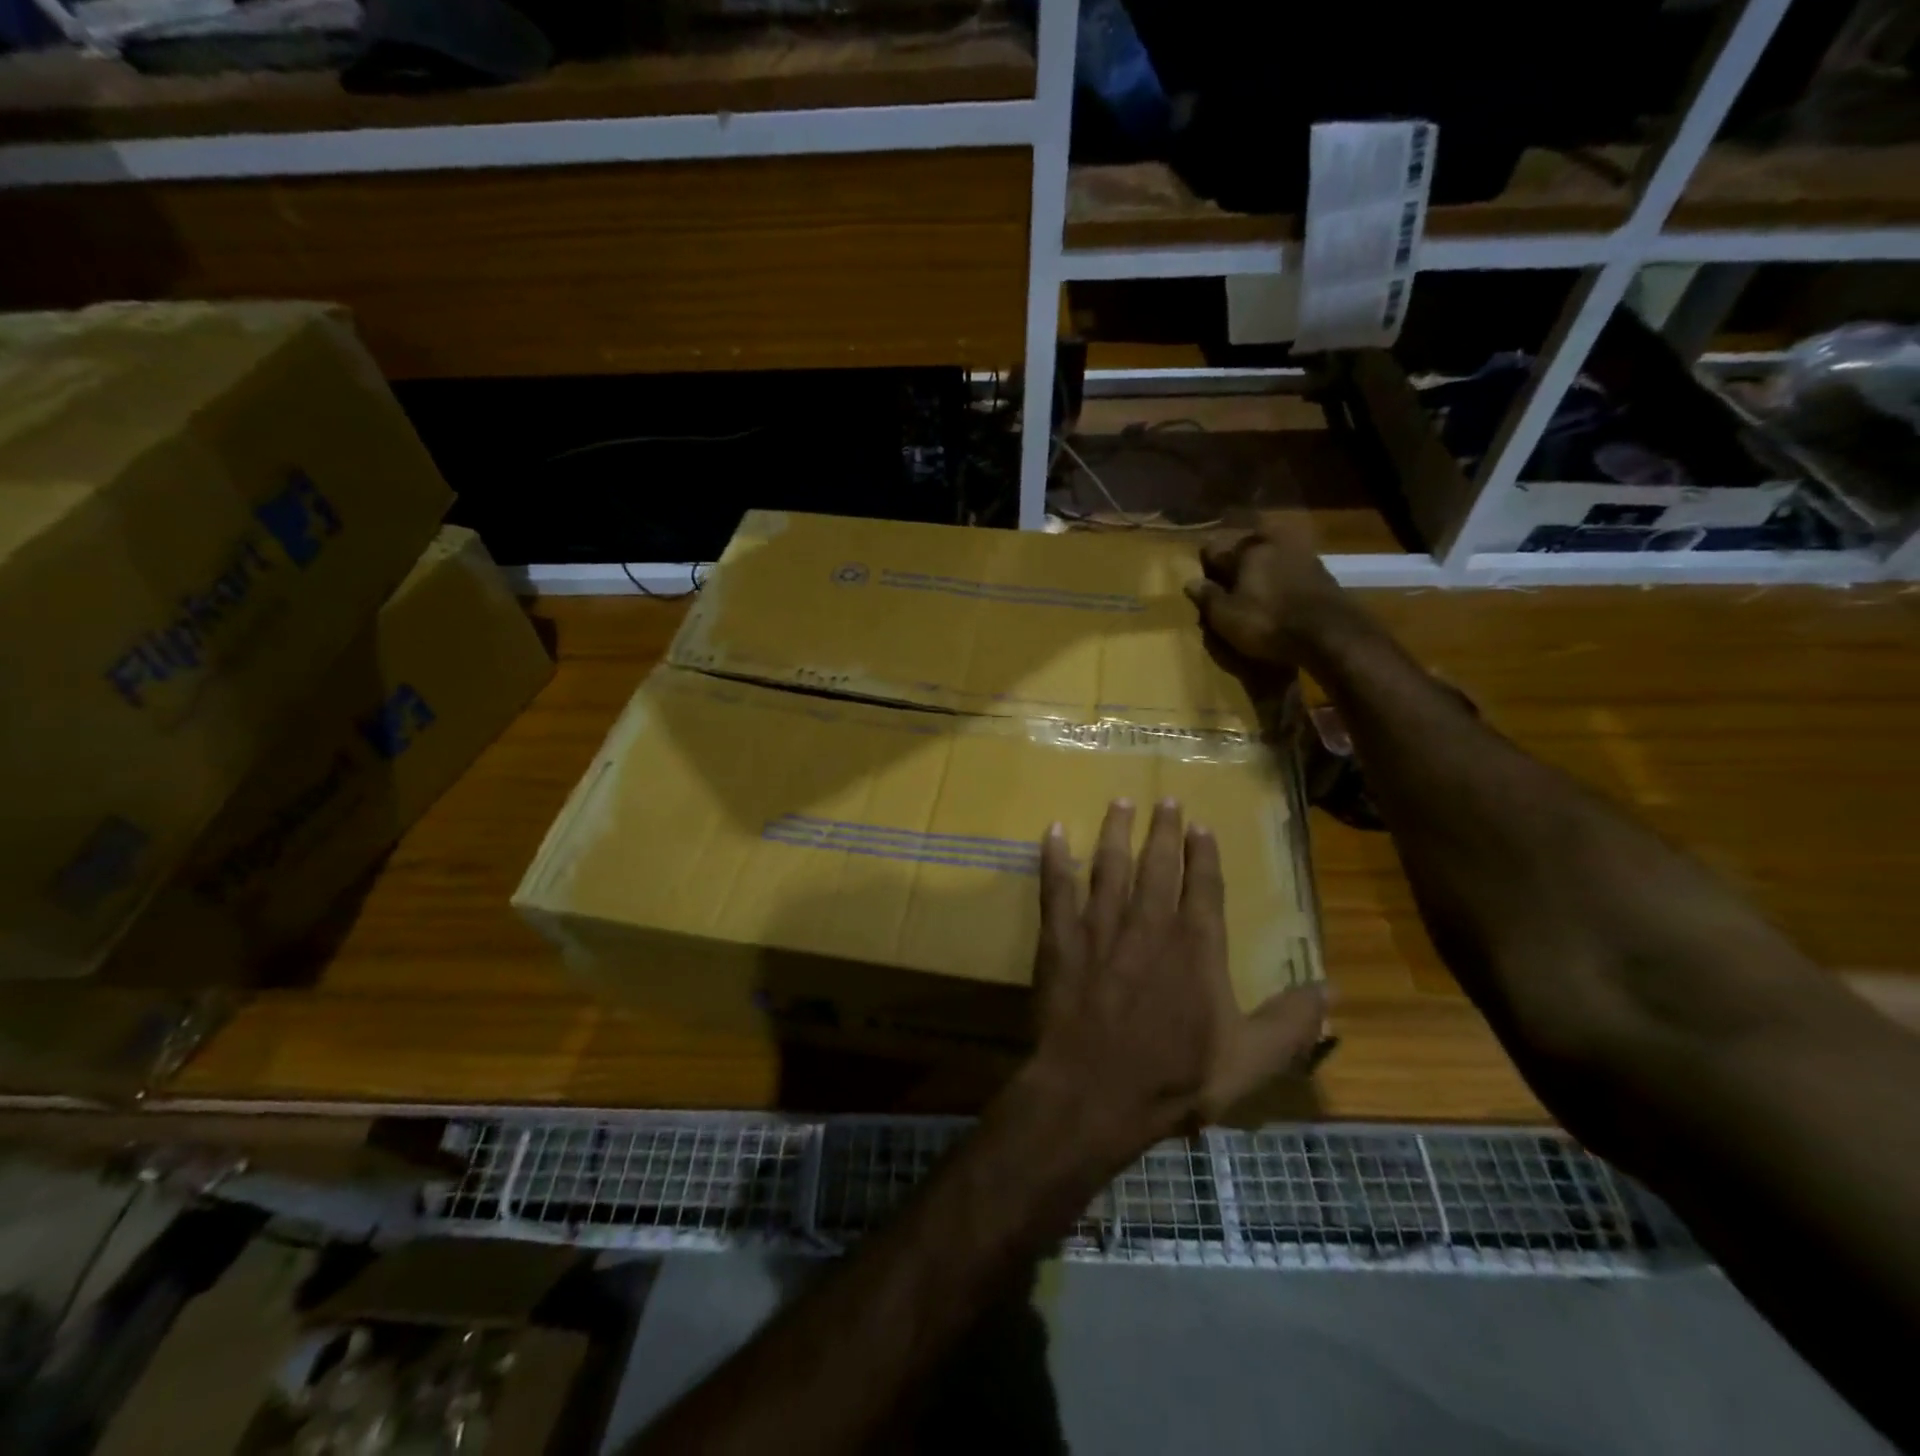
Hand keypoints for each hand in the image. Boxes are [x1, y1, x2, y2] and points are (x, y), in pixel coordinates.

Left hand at [1019, 799, 1326, 1170]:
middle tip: (1166, 800)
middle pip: (1158, 864)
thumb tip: (1331, 991)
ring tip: (1120, 802)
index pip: (1204, 885)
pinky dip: (1054, 858)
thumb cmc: (1174, 1078)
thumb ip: (1291, 1023)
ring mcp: (1100, 926)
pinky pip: (1055, 888)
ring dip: (1116, 831)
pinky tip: (1054, 832)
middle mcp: (1149, 922)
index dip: (1204, 854)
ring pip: (1109, 865)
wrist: (1095, 1092)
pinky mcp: (1060, 938)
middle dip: (1164, 830)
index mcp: (1195, 946)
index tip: (1202, 826)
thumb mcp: (1249, 1061)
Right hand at [1183, 515, 1352, 670]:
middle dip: (1234, 561)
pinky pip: (1289, 569)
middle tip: (1227, 584)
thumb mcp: (1226, 617)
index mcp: (1246, 550)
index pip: (1214, 548)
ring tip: (1253, 591)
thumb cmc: (1268, 622)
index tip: (1201, 580)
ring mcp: (1301, 554)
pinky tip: (1277, 597)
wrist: (1330, 633)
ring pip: (1270, 555)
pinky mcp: (1321, 572)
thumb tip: (1190, 581)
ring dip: (1260, 569)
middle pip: (1245, 547)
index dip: (1205, 564)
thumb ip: (1207, 597)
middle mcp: (1274, 543)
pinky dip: (1280, 578)